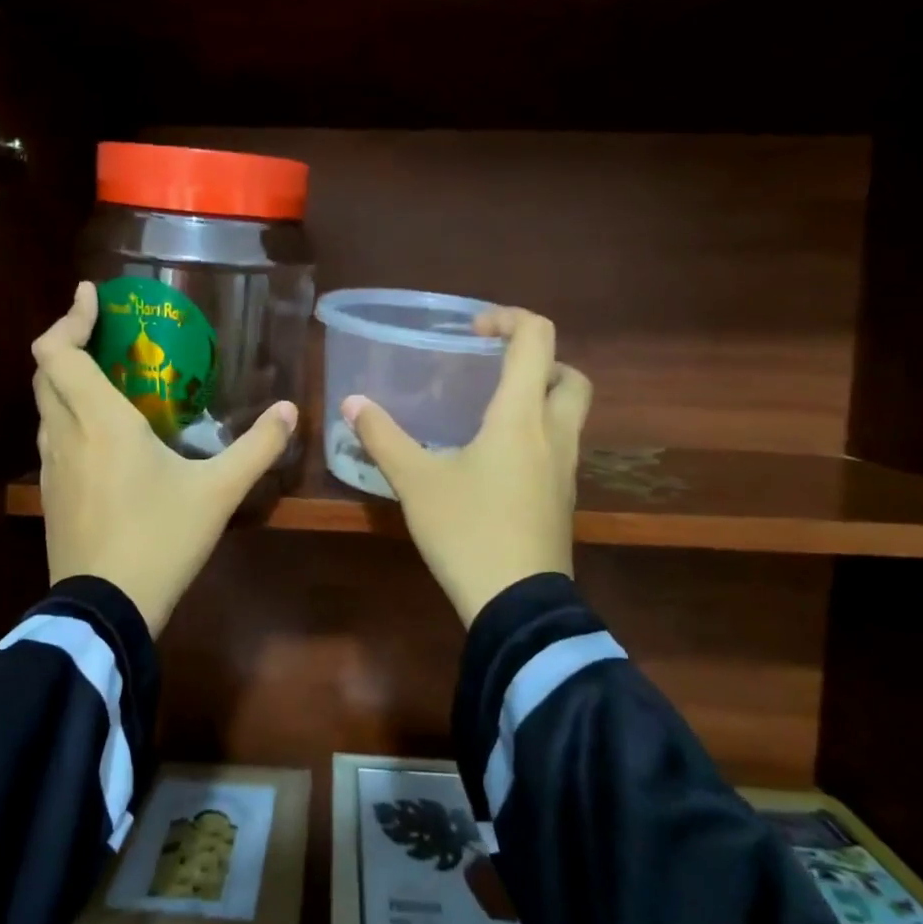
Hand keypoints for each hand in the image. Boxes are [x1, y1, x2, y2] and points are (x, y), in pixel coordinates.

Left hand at [33, 282, 298, 636]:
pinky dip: (68, 417)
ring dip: (66, 381)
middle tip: (105, 335)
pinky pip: (52, 438)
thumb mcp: (219, 492)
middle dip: (67, 343)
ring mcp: (52, 467)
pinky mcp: (51, 495)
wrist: (106, 607)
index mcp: (100, 421)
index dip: (69, 317)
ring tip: (106, 378)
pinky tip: (102, 436)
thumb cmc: (161, 538)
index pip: (58, 352)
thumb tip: (290, 410)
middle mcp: (66, 434)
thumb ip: (257, 447)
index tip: (92, 296)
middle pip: (45, 372)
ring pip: (45, 407)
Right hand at [343, 308, 589, 628]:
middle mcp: (554, 434)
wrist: (517, 604)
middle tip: (495, 370)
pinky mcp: (562, 499)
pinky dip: (536, 434)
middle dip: (538, 361)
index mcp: (521, 415)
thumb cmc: (468, 531)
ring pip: (569, 414)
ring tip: (489, 412)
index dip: (509, 319)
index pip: (537, 338)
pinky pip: (559, 447)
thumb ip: (383, 437)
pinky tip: (494, 460)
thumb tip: (353, 403)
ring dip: (539, 398)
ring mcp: (566, 469)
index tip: (473, 331)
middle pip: (569, 376)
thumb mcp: (416, 482)